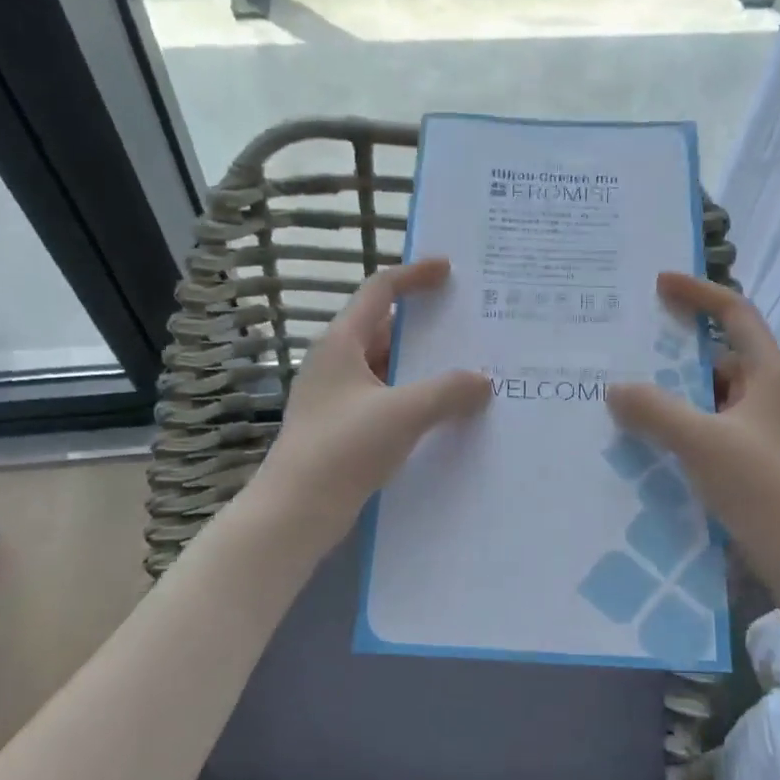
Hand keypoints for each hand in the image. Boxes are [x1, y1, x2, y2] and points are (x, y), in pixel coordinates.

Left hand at [255, 258, 490, 542]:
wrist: (296, 511)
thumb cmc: (344, 448)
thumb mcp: (403, 413)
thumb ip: (448, 391)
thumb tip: (483, 380)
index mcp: (341, 343)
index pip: (380, 291)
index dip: (414, 275)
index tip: (448, 269)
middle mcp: (337, 363)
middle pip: (386, 329)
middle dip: (427, 327)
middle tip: (470, 326)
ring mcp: (338, 398)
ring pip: (388, 369)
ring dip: (424, 368)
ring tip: (469, 370)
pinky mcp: (344, 429)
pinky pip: (387, 400)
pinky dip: (415, 398)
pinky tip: (444, 414)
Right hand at [606, 273, 779, 580]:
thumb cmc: (758, 485)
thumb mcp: (700, 441)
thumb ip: (654, 410)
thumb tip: (615, 388)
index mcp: (771, 373)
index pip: (735, 313)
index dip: (698, 293)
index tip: (659, 284)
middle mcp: (773, 392)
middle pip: (721, 355)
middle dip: (676, 352)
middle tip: (631, 349)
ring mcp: (766, 426)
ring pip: (715, 394)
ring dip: (678, 392)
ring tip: (631, 396)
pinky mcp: (757, 455)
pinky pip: (715, 423)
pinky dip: (686, 422)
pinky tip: (654, 437)